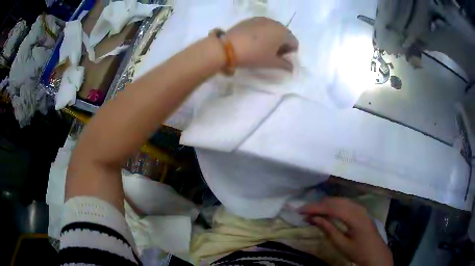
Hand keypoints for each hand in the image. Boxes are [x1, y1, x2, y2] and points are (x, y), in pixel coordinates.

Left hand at [226, 17, 297, 70]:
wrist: (227, 47)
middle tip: (271, 54)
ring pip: (273, 29)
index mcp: (283, 32)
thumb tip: (292, 68)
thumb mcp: (271, 63)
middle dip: (281, 44)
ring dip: (272, 38)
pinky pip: (262, 26)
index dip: (289, 53)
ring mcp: (262, 19)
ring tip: (261, 47)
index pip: (294, 43)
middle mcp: (275, 22)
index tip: (279, 59)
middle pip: (284, 35)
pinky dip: (262, 33)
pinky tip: (253, 41)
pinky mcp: (250, 19)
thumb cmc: (254, 55)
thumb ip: (285, 65)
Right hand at [299, 197, 392, 265]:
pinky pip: (345, 204)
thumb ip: (328, 229)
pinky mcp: (361, 211)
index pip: (332, 207)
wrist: (375, 253)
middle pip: (335, 201)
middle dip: (318, 205)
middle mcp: (358, 208)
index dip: (315, 208)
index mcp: (355, 217)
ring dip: (325, 205)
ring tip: (312, 211)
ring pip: (340, 200)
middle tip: (303, 211)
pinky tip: (326, 211)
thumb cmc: (358, 251)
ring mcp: (361, 208)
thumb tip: (313, 218)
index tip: (300, 210)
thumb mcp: (341, 244)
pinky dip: (333, 206)